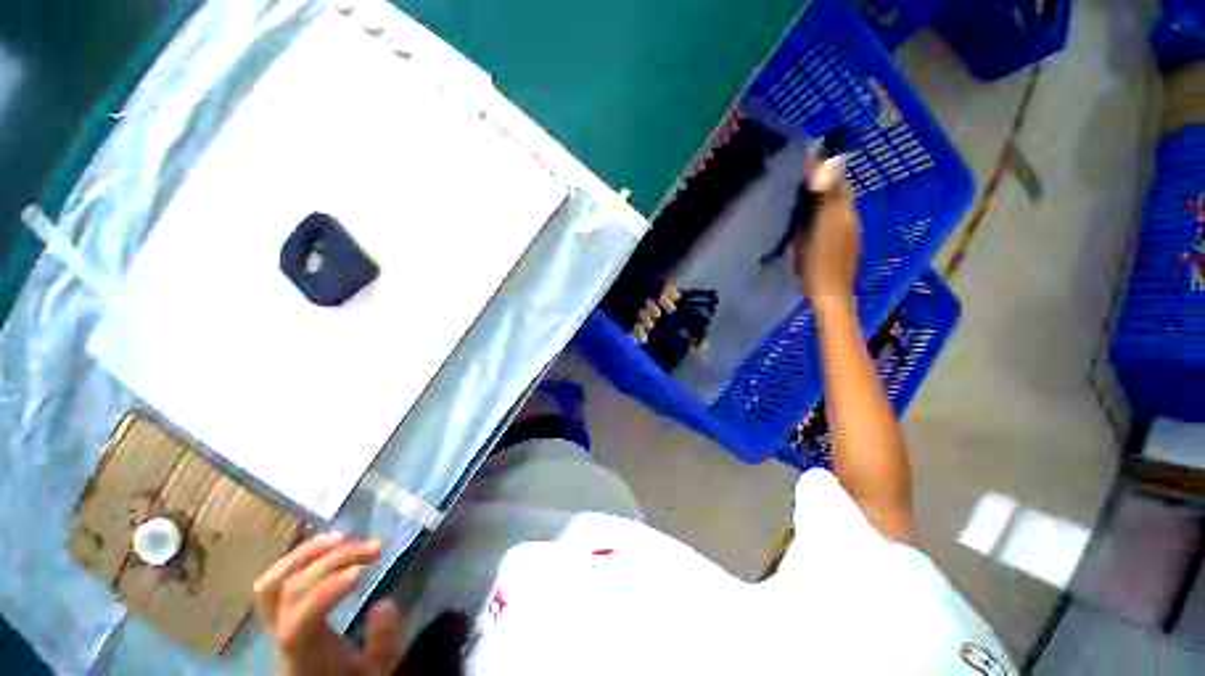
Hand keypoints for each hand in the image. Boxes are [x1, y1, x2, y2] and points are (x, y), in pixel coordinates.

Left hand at [254, 533, 404, 675]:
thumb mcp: (375, 671)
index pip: (299, 619)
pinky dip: (299, 558)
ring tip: (343, 537)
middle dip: (333, 562)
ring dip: (308, 554)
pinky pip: (275, 581)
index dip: (325, 592)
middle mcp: (280, 634)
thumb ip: (381, 643)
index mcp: (302, 652)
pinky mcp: (280, 611)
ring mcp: (275, 621)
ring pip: (273, 582)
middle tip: (375, 548)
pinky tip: (325, 546)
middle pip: (291, 590)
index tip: (362, 572)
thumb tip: (385, 603)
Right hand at [794, 157, 859, 306]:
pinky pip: (825, 223)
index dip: (822, 169)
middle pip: (834, 194)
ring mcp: (842, 234)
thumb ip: (829, 194)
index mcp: (845, 210)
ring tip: (793, 199)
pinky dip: (815, 217)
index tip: (800, 162)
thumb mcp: (823, 225)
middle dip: (818, 184)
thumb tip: (835, 159)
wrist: (829, 294)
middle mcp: (847, 218)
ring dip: (816, 201)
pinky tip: (801, 223)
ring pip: (829, 209)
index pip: (838, 180)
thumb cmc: (822, 260)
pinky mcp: (835, 246)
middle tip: (791, 181)